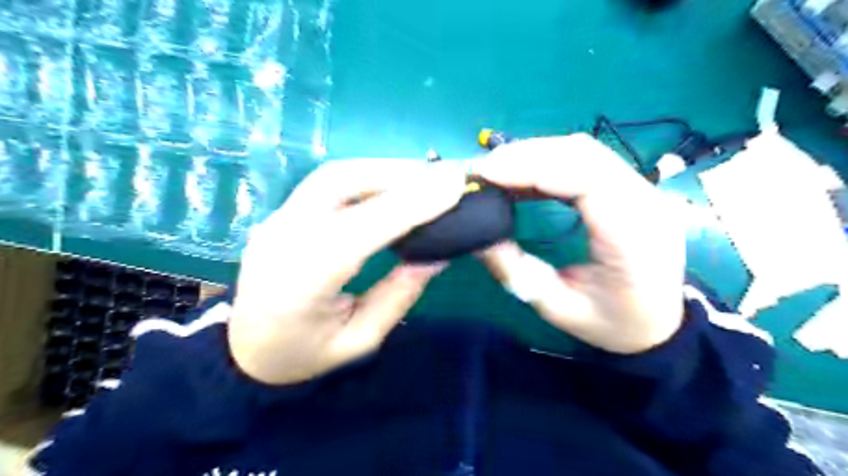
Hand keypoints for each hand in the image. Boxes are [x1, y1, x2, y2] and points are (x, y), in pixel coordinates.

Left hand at [231, 158, 462, 384]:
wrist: (244, 351)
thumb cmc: (303, 356)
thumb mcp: (360, 340)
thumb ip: (398, 295)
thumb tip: (437, 254)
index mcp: (300, 284)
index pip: (359, 230)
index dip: (408, 205)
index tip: (454, 187)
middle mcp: (282, 239)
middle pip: (340, 183)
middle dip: (397, 175)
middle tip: (443, 178)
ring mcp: (276, 221)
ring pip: (333, 175)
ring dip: (382, 170)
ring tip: (423, 179)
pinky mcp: (282, 214)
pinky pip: (328, 184)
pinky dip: (367, 178)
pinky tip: (391, 186)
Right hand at [477, 133, 687, 352]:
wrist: (659, 324)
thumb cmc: (612, 323)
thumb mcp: (557, 308)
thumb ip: (516, 271)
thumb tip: (478, 237)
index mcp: (633, 237)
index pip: (586, 179)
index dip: (533, 167)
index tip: (487, 173)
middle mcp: (646, 202)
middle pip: (584, 154)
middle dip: (526, 155)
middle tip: (484, 170)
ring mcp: (643, 190)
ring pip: (584, 151)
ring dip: (536, 155)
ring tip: (498, 171)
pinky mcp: (631, 187)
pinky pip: (586, 161)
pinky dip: (549, 162)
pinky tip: (523, 177)